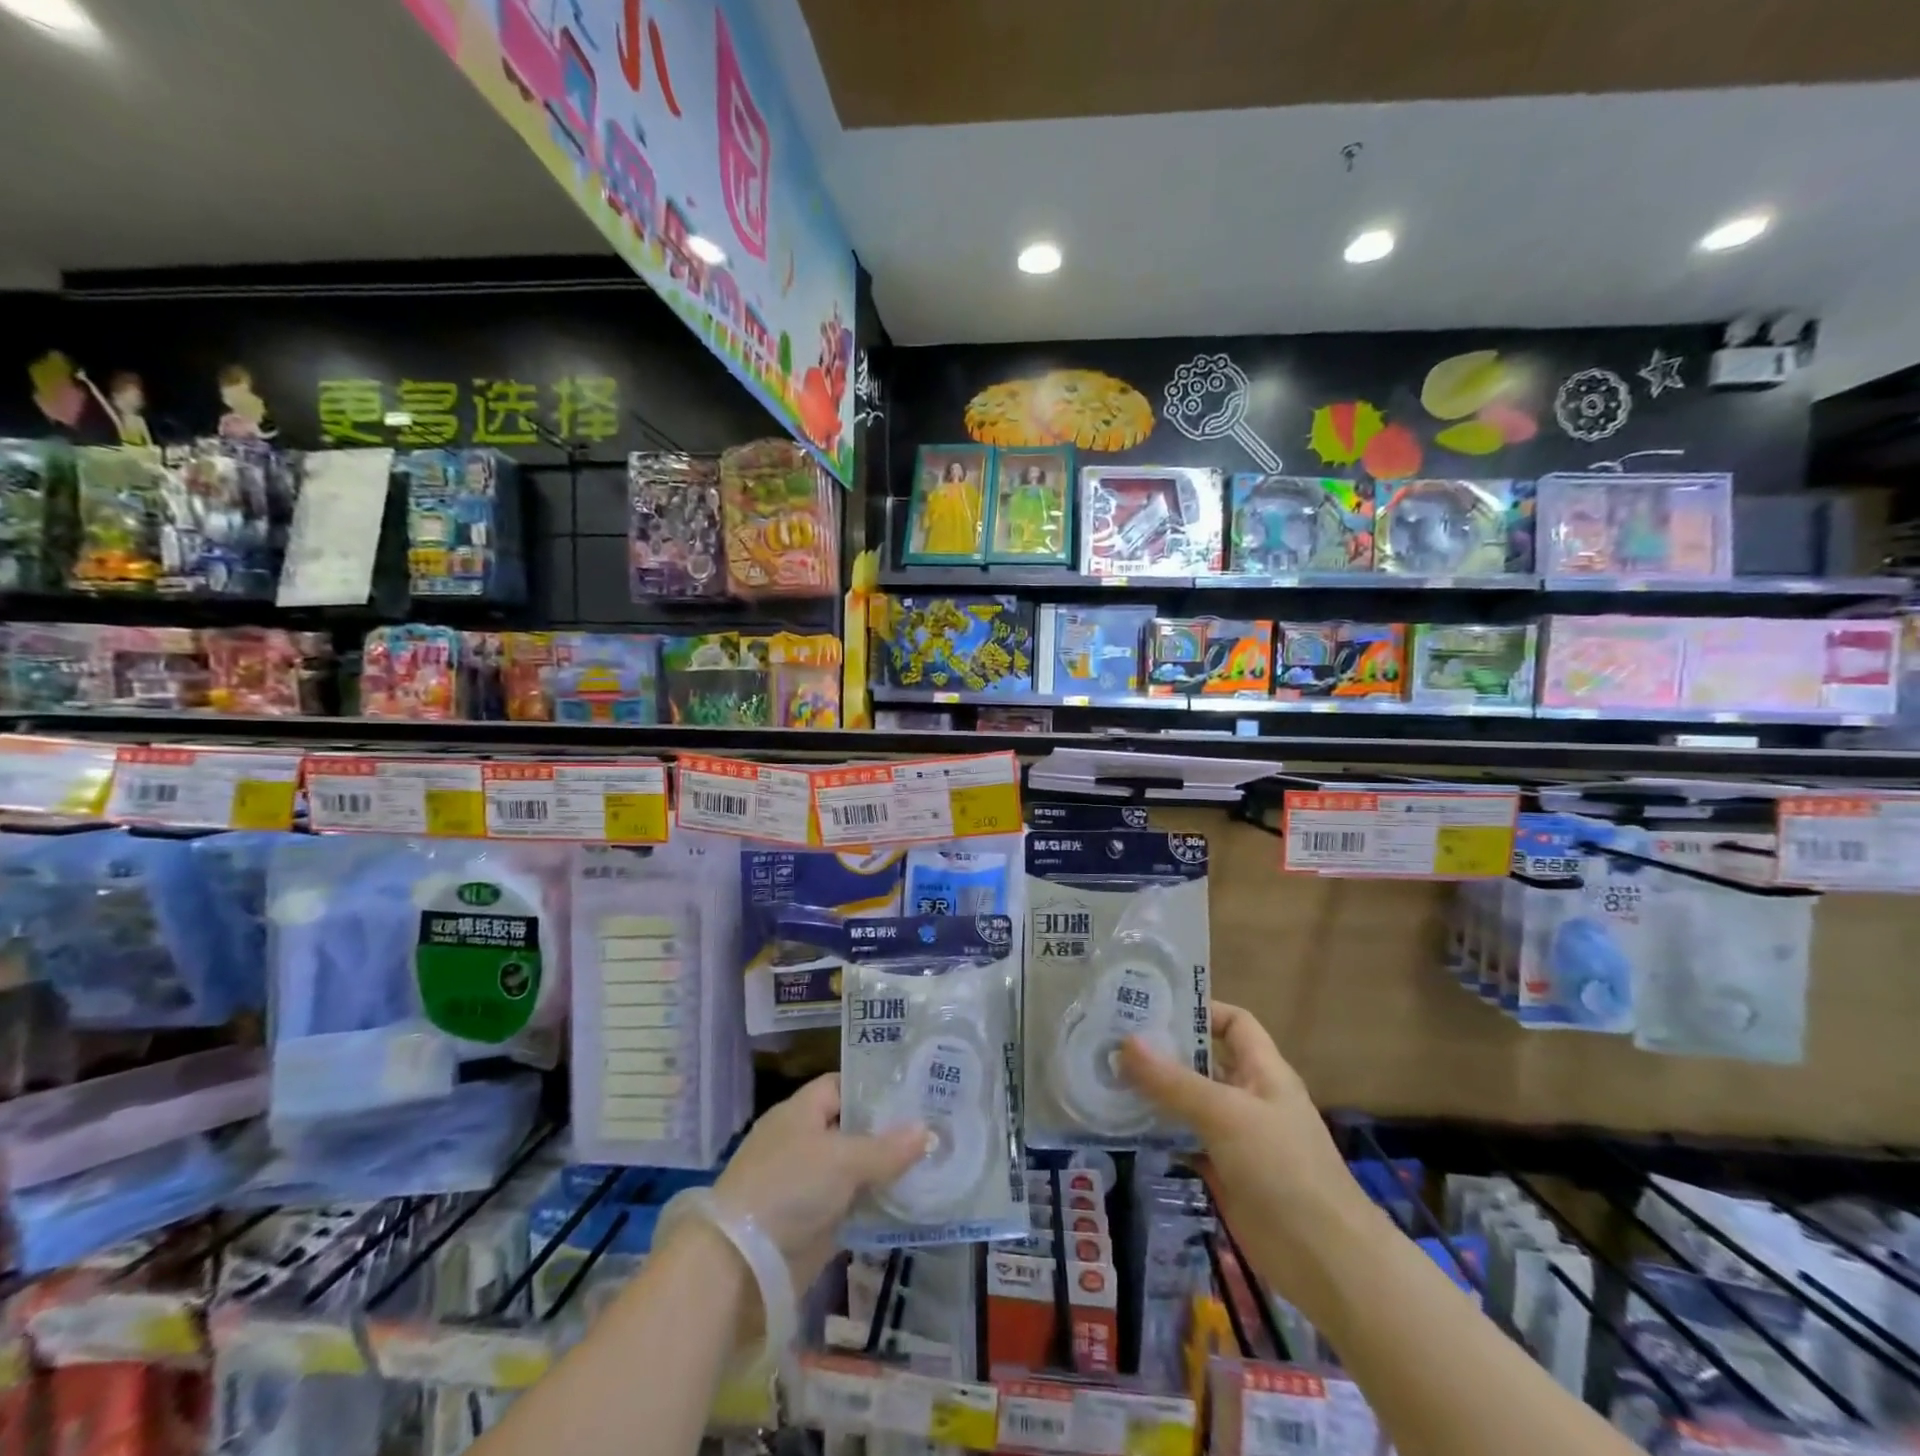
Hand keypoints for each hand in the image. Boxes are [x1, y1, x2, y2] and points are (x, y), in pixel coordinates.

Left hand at [712, 1074, 929, 1294]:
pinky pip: (852, 1204)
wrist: (740, 1264)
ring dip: (887, 1171)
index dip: (876, 1087)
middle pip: (852, 1128)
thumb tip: (928, 1131)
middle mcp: (804, 1141)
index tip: (914, 1091)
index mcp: (801, 1111)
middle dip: (889, 1131)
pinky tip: (912, 1202)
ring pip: (855, 1169)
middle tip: (935, 1127)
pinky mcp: (813, 1222)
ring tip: (934, 1162)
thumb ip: (887, 1148)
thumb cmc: (789, 1188)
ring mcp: (807, 1183)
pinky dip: (876, 1204)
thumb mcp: (843, 1160)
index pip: (843, 1086)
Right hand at [1118, 1002, 1366, 1274]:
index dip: (1199, 1010)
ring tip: (1107, 1079)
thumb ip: (1173, 1081)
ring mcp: (1237, 1137)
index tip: (1152, 1008)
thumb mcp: (1225, 1114)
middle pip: (1203, 1062)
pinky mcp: (1225, 1173)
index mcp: (1263, 1070)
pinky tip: (1125, 1129)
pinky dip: (1160, 1134)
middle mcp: (1249, 1097)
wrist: (1326, 1261)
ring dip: (1155, 1094)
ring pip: (1190, 1103)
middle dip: (1163, 1052)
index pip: (1233, 1023)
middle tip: (1112, 1041)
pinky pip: (1186, 1141)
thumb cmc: (1283, 1168)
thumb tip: (1125, 1042)